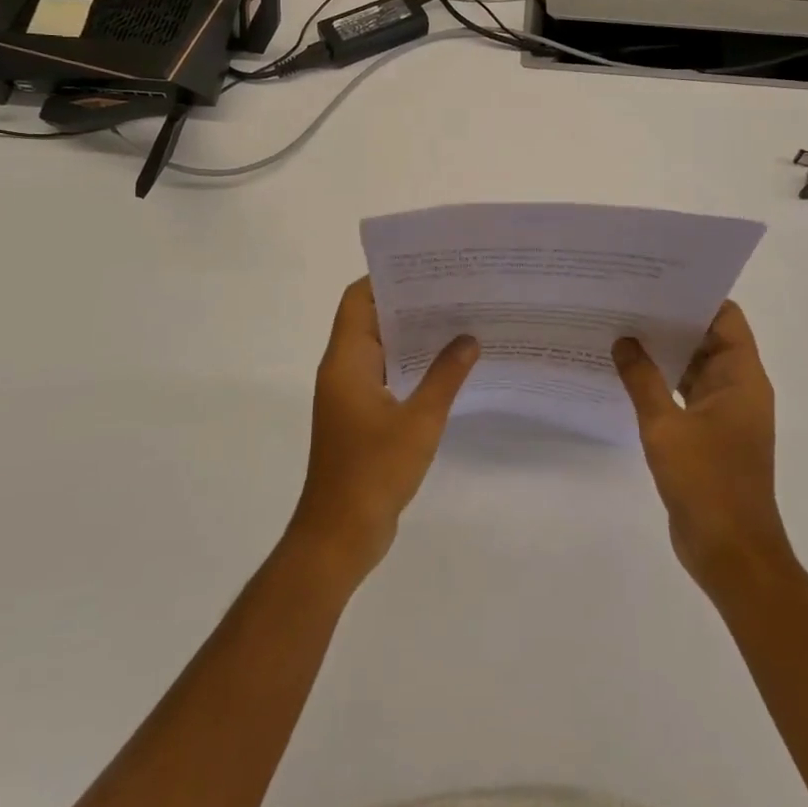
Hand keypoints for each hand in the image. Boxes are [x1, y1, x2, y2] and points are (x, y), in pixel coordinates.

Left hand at [287, 278, 478, 583]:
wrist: (339, 536)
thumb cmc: (373, 472)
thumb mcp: (419, 422)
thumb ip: (445, 376)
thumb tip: (468, 338)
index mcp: (346, 361)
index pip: (358, 300)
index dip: (386, 279)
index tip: (425, 270)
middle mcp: (343, 369)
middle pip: (370, 319)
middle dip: (408, 304)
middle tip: (453, 291)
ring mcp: (350, 394)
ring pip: (379, 348)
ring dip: (411, 336)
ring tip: (457, 321)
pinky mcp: (360, 416)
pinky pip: (385, 375)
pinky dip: (409, 365)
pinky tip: (446, 366)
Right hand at [612, 302, 794, 592]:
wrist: (730, 553)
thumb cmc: (706, 483)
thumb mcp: (666, 427)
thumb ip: (642, 379)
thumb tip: (624, 340)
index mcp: (741, 378)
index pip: (725, 318)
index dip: (695, 297)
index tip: (657, 281)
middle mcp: (738, 389)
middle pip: (707, 339)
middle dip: (670, 321)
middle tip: (627, 300)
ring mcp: (724, 414)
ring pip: (694, 368)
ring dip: (664, 353)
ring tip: (620, 329)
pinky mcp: (709, 436)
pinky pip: (685, 395)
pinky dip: (662, 383)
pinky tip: (627, 374)